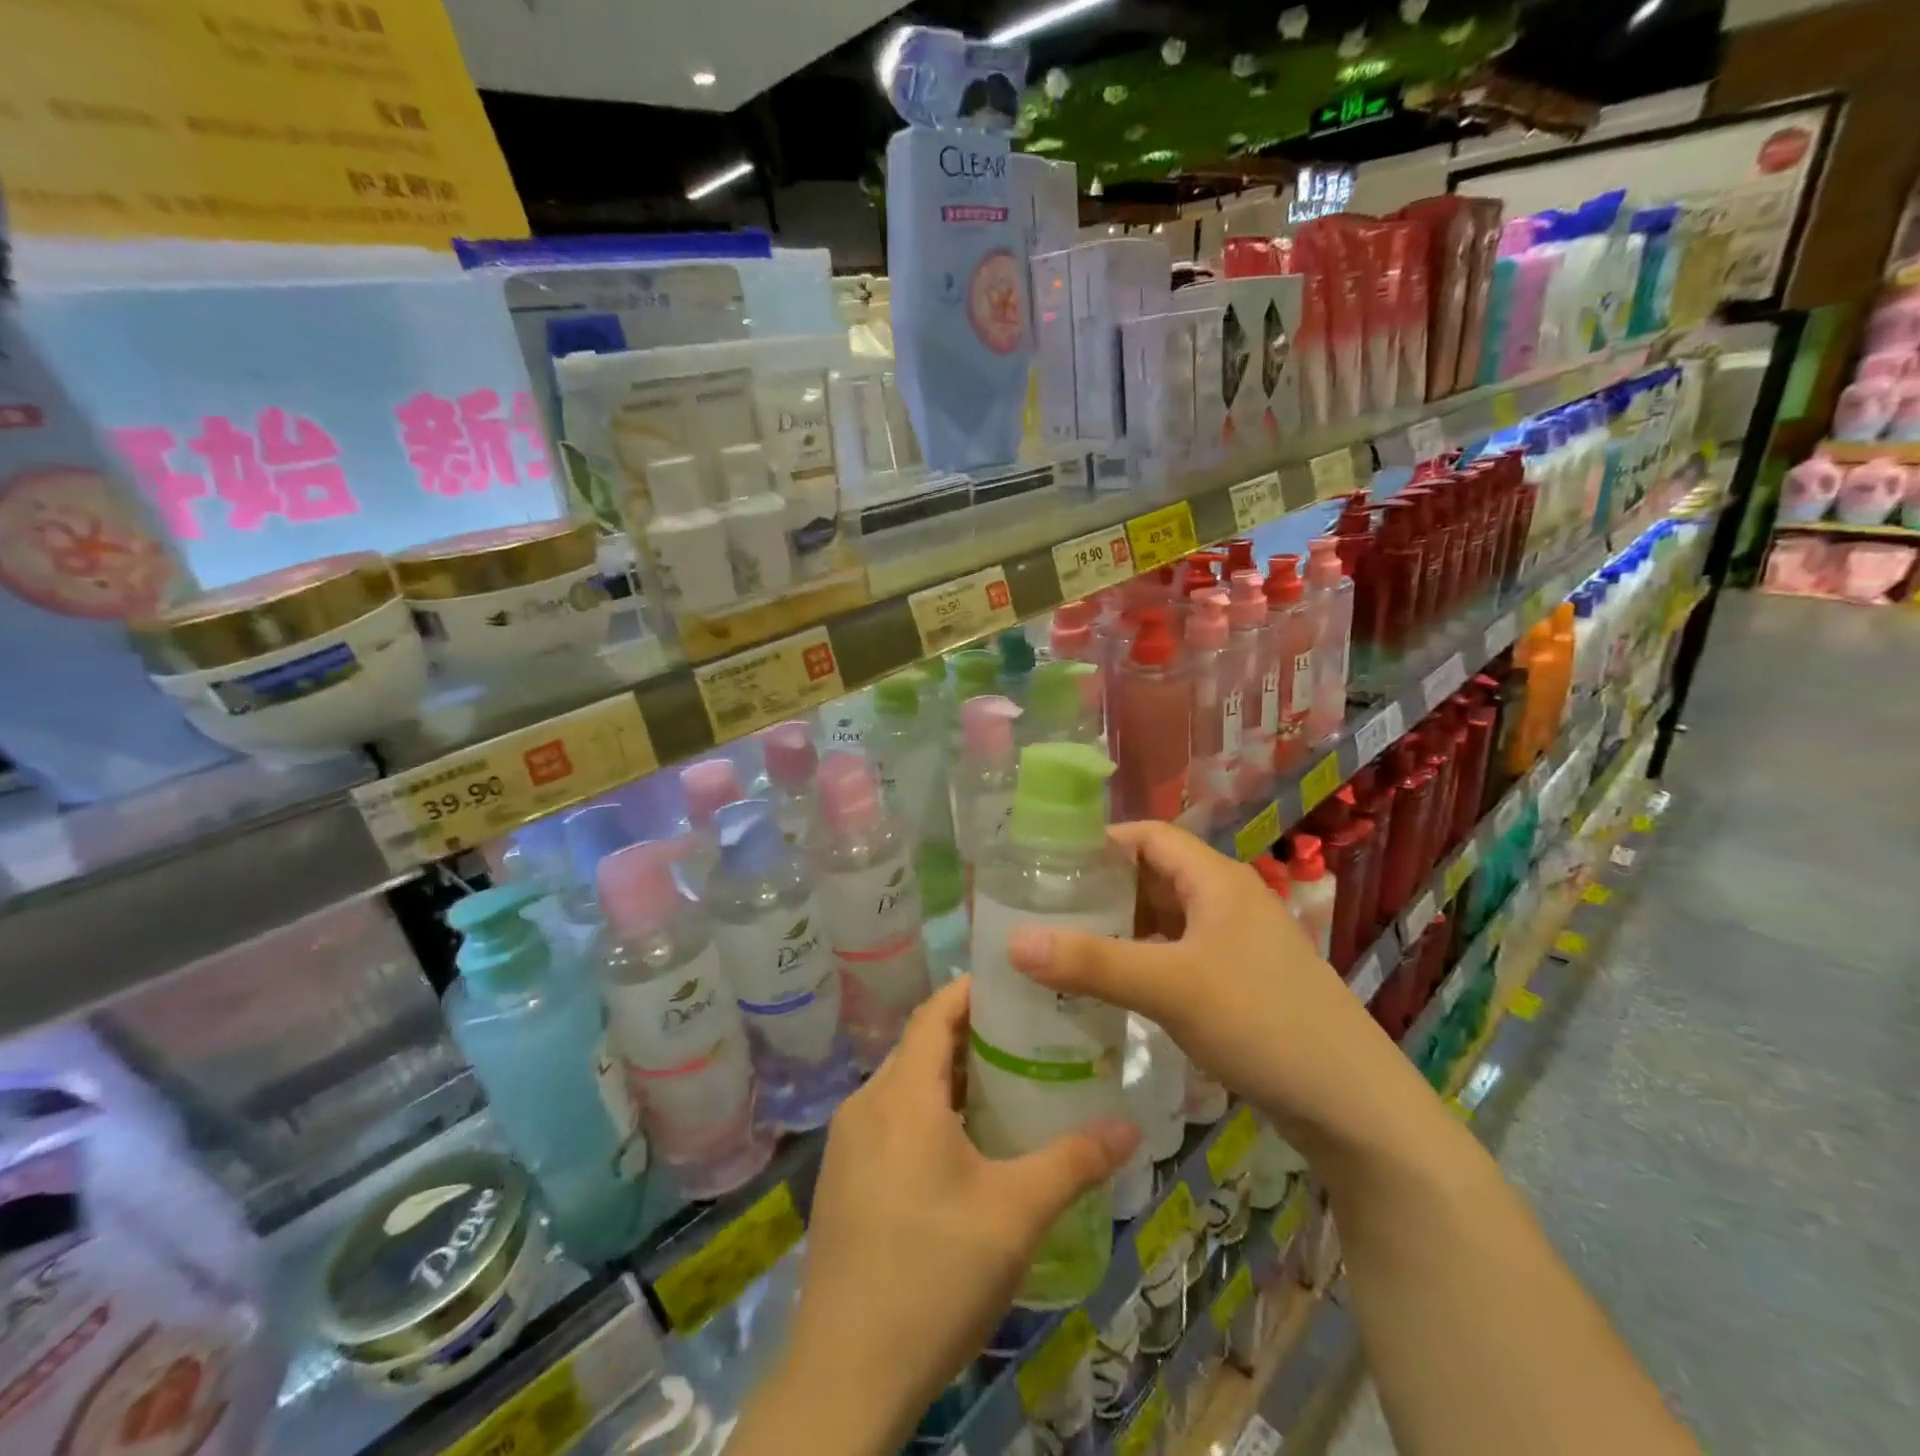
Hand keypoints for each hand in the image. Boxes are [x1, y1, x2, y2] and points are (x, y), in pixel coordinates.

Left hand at [756, 977, 1138, 1454]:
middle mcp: (866, 1105)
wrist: (846, 1375)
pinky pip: (887, 1121)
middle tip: (1026, 1040)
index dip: (971, 991)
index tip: (1014, 984)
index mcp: (901, 1096)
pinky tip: (961, 1150)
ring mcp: (846, 1145)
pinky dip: (926, 1113)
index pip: (934, 1013)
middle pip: (919, 1048)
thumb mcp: (1015, 1214)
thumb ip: (1073, 1162)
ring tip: (1004, 1089)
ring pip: (903, 1087)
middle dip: (970, 1037)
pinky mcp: (840, 1180)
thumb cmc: (933, 1274)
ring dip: (949, 1079)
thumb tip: (1130, 1127)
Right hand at [1007, 820, 1415, 1164]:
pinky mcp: (1236, 983)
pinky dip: (1138, 962)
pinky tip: (1107, 988)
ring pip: (1161, 920)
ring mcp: (1233, 944)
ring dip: (1117, 929)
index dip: (1098, 843)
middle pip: (1151, 876)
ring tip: (1062, 945)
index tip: (1045, 864)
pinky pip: (1174, 956)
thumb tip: (1012, 941)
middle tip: (1042, 908)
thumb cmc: (1263, 1023)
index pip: (1147, 836)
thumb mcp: (1171, 987)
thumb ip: (1092, 963)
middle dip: (1099, 889)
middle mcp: (1225, 901)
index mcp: (1216, 881)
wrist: (1353, 1107)